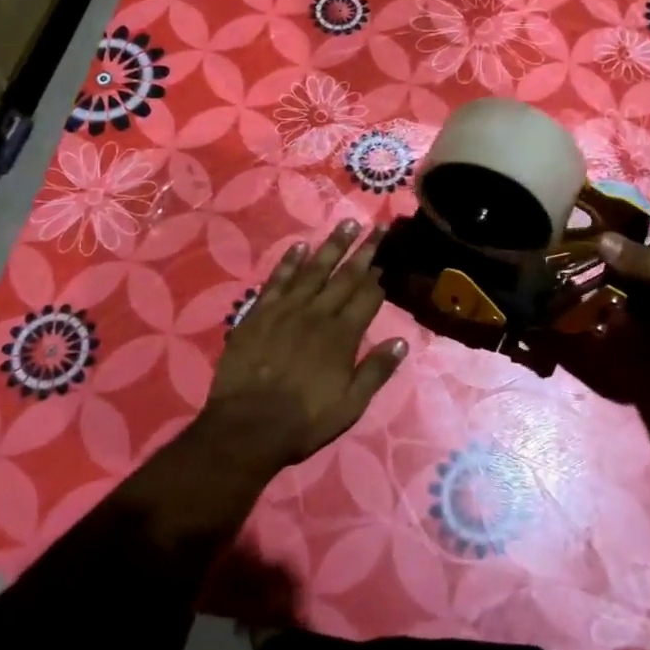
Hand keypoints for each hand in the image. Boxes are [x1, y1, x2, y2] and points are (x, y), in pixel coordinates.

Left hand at [191, 221, 407, 480]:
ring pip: (314, 269)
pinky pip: (277, 280)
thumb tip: (402, 341)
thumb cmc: (304, 421)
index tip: (388, 258)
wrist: (247, 427)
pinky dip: (290, 262)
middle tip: (378, 226)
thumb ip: (376, 371)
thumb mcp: (350, 405)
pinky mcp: (259, 313)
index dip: (379, 276)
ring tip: (348, 223)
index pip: (367, 297)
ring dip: (332, 245)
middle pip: (345, 276)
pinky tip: (300, 246)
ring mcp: (286, 310)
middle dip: (364, 250)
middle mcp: (317, 314)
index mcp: (342, 336)